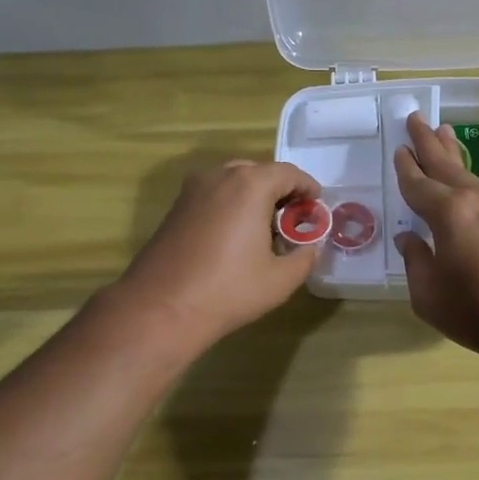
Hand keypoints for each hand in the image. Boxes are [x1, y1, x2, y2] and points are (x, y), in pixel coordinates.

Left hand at [116, 159, 321, 350]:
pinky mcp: (176, 207)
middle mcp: (219, 176)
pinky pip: (213, 194)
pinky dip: (231, 204)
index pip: (288, 173)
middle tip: (293, 218)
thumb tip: (310, 247)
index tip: (316, 205)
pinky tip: (236, 236)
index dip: (307, 187)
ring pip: (233, 181)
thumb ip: (305, 257)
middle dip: (280, 191)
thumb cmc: (228, 290)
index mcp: (249, 185)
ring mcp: (192, 190)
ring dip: (254, 196)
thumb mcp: (281, 279)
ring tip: (266, 228)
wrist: (162, 307)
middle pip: (259, 172)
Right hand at [393, 114, 478, 360]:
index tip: (398, 149)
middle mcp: (472, 198)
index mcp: (448, 212)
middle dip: (426, 141)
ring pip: (465, 170)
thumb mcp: (428, 293)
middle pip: (443, 163)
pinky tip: (461, 174)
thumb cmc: (477, 310)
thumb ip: (416, 260)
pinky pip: (477, 185)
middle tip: (415, 117)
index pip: (417, 184)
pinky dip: (464, 172)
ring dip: (449, 151)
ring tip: (440, 130)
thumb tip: (410, 240)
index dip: (405, 168)